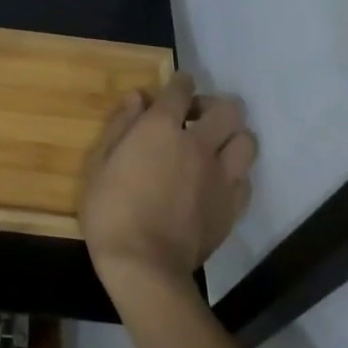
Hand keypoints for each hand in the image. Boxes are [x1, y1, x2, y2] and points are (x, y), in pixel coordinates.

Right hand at [79, 71, 257, 293]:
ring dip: (232, 137)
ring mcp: (221, 177)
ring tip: (214, 148)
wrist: (144, 266)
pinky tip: (218, 182)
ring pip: (247, 141)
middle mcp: (199, 144)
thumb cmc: (110, 211)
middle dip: (214, 106)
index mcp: (161, 128)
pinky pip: (247, 180)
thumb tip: (138, 97)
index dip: (180, 82)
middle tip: (196, 118)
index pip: (181, 88)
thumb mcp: (99, 163)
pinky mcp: (232, 207)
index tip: (177, 85)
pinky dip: (235, 174)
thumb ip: (121, 125)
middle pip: (228, 109)